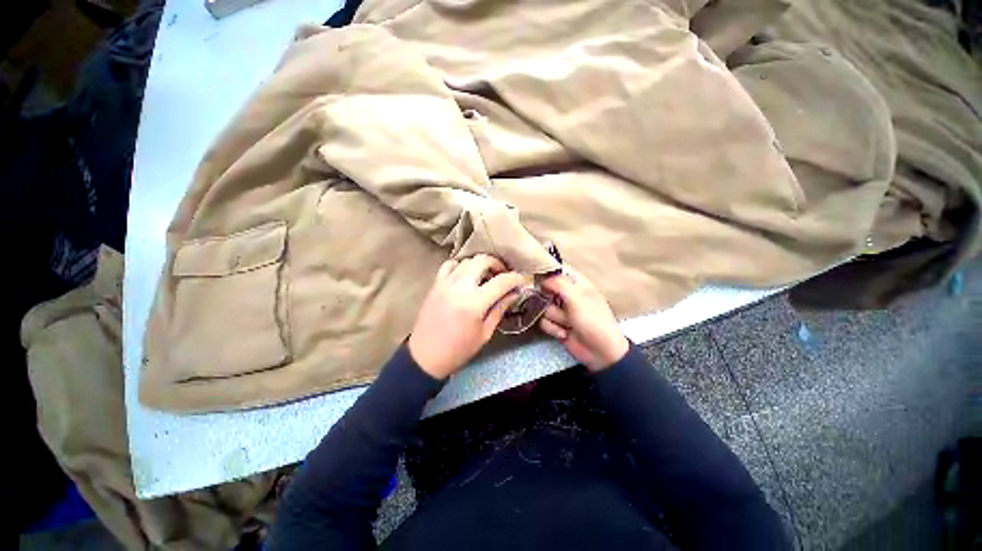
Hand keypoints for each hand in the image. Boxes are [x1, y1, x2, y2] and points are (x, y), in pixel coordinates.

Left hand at [409, 255, 523, 378]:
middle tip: (503, 275)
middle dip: (497, 264)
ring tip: (485, 276)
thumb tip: (514, 293)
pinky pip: (449, 265)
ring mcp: (445, 283)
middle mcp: (459, 287)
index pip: (501, 281)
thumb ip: (500, 309)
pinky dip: (461, 266)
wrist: (425, 356)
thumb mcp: (485, 333)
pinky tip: (466, 276)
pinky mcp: (435, 284)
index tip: (522, 280)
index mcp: (474, 303)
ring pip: (467, 260)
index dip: (516, 278)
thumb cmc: (458, 349)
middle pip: (483, 260)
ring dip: (480, 264)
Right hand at [538, 266, 628, 371]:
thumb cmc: (593, 321)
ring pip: (543, 307)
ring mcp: (561, 310)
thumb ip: (559, 284)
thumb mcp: (578, 299)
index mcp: (577, 283)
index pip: (558, 269)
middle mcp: (567, 294)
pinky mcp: (556, 324)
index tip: (536, 275)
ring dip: (555, 317)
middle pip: (545, 289)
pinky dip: (553, 328)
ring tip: (568, 324)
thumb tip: (542, 278)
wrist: (601, 353)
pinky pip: (543, 321)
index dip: (546, 271)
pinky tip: (565, 333)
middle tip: (556, 304)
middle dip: (549, 300)